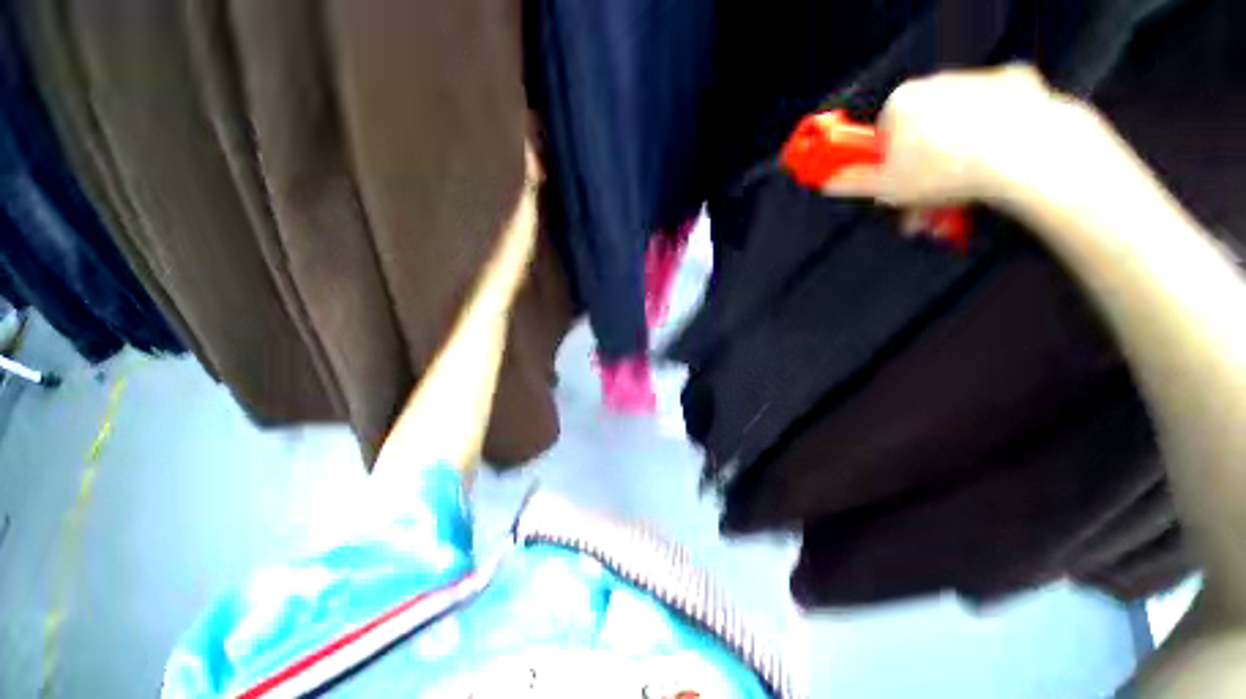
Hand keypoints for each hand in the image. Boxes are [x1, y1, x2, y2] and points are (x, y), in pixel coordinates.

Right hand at [823, 65, 1092, 211]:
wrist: (1025, 153)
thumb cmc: (949, 168)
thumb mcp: (887, 188)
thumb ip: (853, 183)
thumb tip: (829, 182)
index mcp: (903, 103)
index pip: (884, 136)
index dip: (887, 166)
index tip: (894, 185)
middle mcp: (938, 83)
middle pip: (923, 134)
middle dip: (923, 174)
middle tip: (925, 206)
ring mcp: (981, 80)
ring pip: (959, 127)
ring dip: (954, 164)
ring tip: (958, 200)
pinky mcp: (1018, 86)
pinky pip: (997, 115)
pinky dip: (992, 138)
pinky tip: (994, 162)